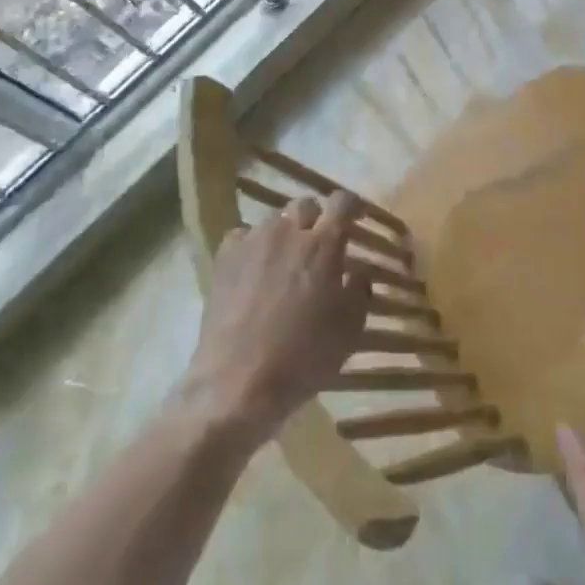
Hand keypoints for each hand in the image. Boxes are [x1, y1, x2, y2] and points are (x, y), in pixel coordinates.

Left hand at [180, 193, 369, 445]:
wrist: (237, 382)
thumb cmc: (302, 358)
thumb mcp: (349, 331)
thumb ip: (360, 291)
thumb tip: (359, 270)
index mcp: (323, 245)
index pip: (342, 202)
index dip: (352, 205)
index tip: (356, 217)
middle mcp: (288, 231)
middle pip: (306, 205)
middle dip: (317, 218)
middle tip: (320, 243)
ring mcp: (253, 240)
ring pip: (275, 220)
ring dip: (286, 233)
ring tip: (285, 259)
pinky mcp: (225, 257)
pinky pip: (244, 235)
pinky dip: (254, 244)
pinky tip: (255, 267)